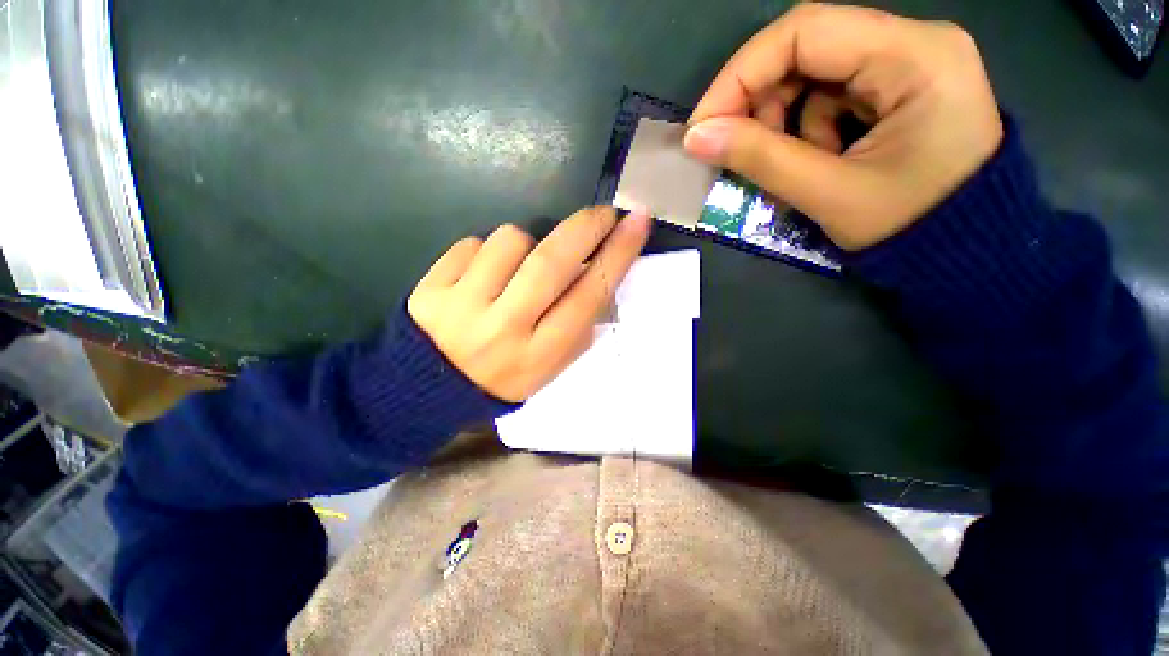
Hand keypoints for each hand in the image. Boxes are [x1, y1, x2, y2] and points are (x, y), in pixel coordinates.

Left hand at [408, 207, 650, 401]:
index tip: (637, 223)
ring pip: (511, 241)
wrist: (430, 387)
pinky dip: (486, 251)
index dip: (617, 256)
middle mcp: (505, 329)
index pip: (588, 297)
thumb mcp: (550, 368)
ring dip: (525, 243)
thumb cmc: (502, 377)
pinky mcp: (431, 288)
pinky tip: (480, 276)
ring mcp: (463, 307)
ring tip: (516, 267)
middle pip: (551, 262)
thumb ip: (578, 328)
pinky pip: (472, 244)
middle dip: (584, 227)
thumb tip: (597, 275)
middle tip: (602, 213)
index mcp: (540, 353)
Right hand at [684, 3, 1002, 249]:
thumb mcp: (828, 194)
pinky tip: (817, 160)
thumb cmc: (909, 228)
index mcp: (914, 56)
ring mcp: (907, 63)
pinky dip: (807, 129)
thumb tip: (696, 138)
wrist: (964, 251)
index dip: (740, 76)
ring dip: (784, 122)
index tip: (702, 126)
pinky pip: (829, 95)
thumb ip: (760, 159)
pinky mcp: (897, 87)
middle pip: (807, 48)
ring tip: (791, 166)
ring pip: (813, 74)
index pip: (804, 32)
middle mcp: (914, 42)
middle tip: (736, 151)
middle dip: (760, 102)